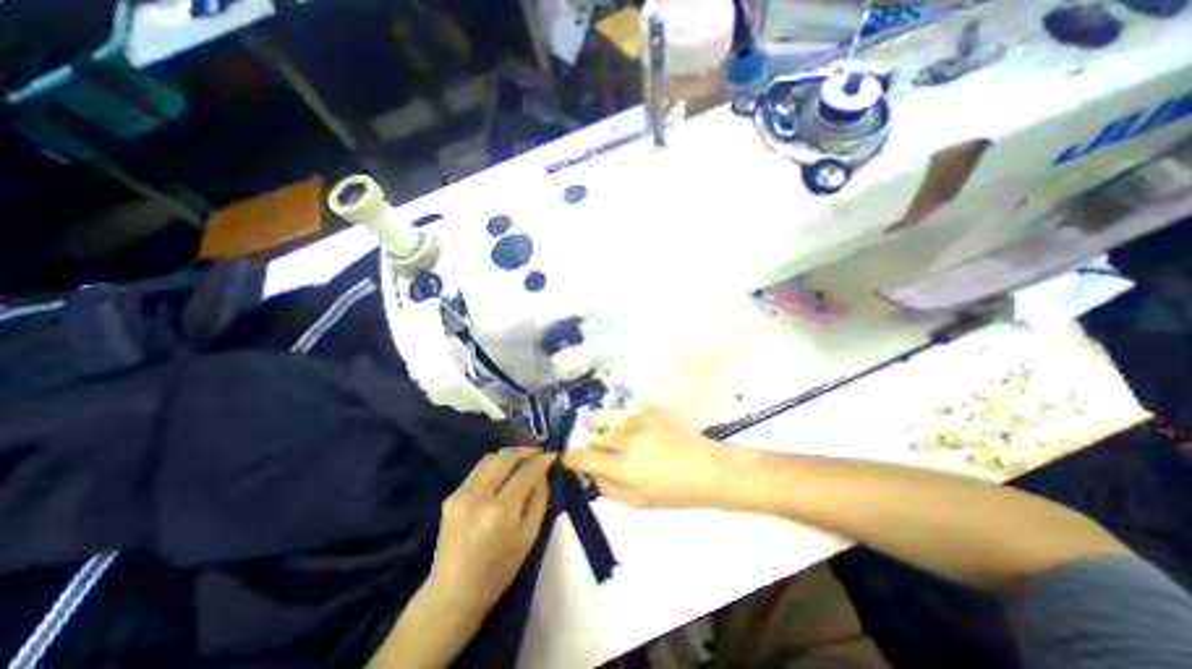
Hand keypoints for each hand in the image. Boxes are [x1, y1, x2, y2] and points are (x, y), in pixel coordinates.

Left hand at [426, 445, 555, 622]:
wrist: (453, 594)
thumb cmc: (498, 571)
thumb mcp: (529, 536)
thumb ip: (539, 499)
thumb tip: (543, 473)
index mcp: (500, 511)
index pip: (525, 472)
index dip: (542, 460)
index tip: (553, 454)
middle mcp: (478, 496)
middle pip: (505, 457)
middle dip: (525, 450)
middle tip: (539, 453)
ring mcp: (460, 494)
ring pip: (489, 458)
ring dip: (509, 455)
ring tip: (522, 460)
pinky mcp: (451, 496)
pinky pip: (477, 470)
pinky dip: (494, 466)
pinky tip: (503, 474)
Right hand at [561, 407, 740, 506]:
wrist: (706, 468)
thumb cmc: (673, 492)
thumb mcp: (636, 502)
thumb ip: (606, 486)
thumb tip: (588, 471)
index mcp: (620, 467)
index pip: (580, 456)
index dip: (570, 457)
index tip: (569, 458)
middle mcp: (624, 439)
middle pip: (592, 437)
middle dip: (595, 447)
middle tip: (609, 456)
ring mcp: (637, 420)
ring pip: (608, 423)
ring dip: (611, 434)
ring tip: (628, 443)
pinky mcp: (648, 409)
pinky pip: (626, 415)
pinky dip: (627, 424)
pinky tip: (643, 433)